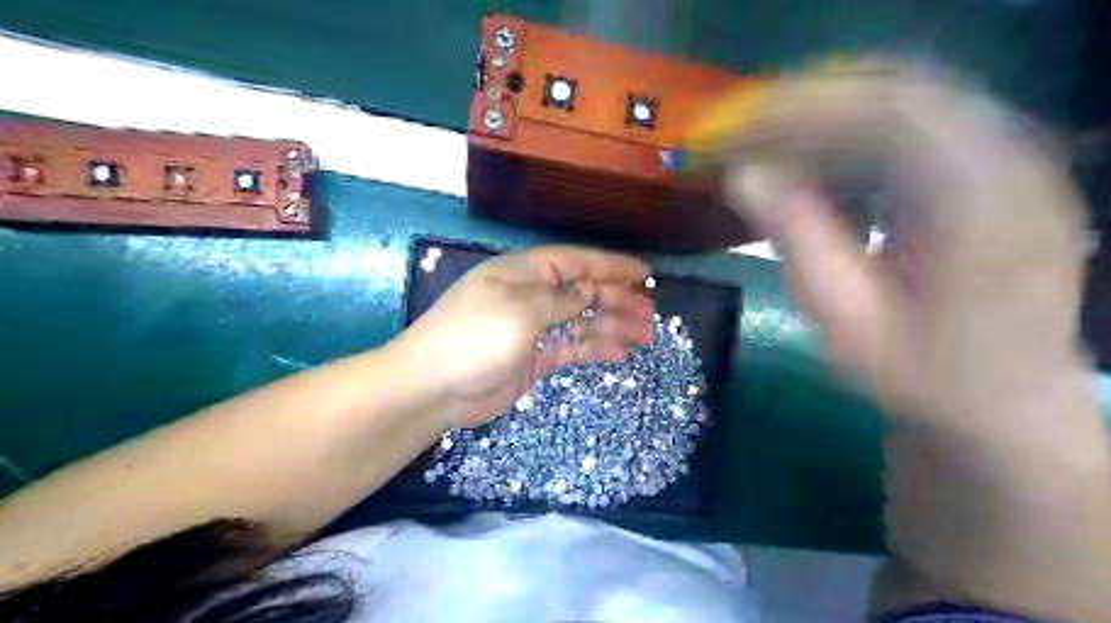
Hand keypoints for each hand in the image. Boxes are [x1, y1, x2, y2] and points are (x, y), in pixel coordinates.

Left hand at [395, 243, 652, 428]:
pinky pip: (571, 348)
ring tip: (645, 334)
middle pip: (583, 292)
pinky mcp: (534, 357)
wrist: (433, 388)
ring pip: (581, 321)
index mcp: (523, 274)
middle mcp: (531, 296)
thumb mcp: (520, 311)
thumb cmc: (473, 338)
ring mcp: (533, 328)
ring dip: (612, 326)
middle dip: (618, 300)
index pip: (575, 262)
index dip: (611, 265)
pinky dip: (594, 349)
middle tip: (651, 312)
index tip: (644, 272)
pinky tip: (618, 353)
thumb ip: (560, 300)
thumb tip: (589, 293)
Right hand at [716, 65, 1090, 430]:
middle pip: (899, 94)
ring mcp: (1008, 163)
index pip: (889, 113)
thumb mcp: (847, 321)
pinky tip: (812, 161)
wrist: (1005, 404)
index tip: (736, 131)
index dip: (802, 111)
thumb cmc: (922, 374)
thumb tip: (742, 176)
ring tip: (764, 143)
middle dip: (807, 106)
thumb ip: (797, 241)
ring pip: (906, 106)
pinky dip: (853, 136)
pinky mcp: (991, 174)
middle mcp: (1009, 162)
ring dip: (826, 118)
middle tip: (740, 131)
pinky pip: (914, 131)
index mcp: (980, 201)